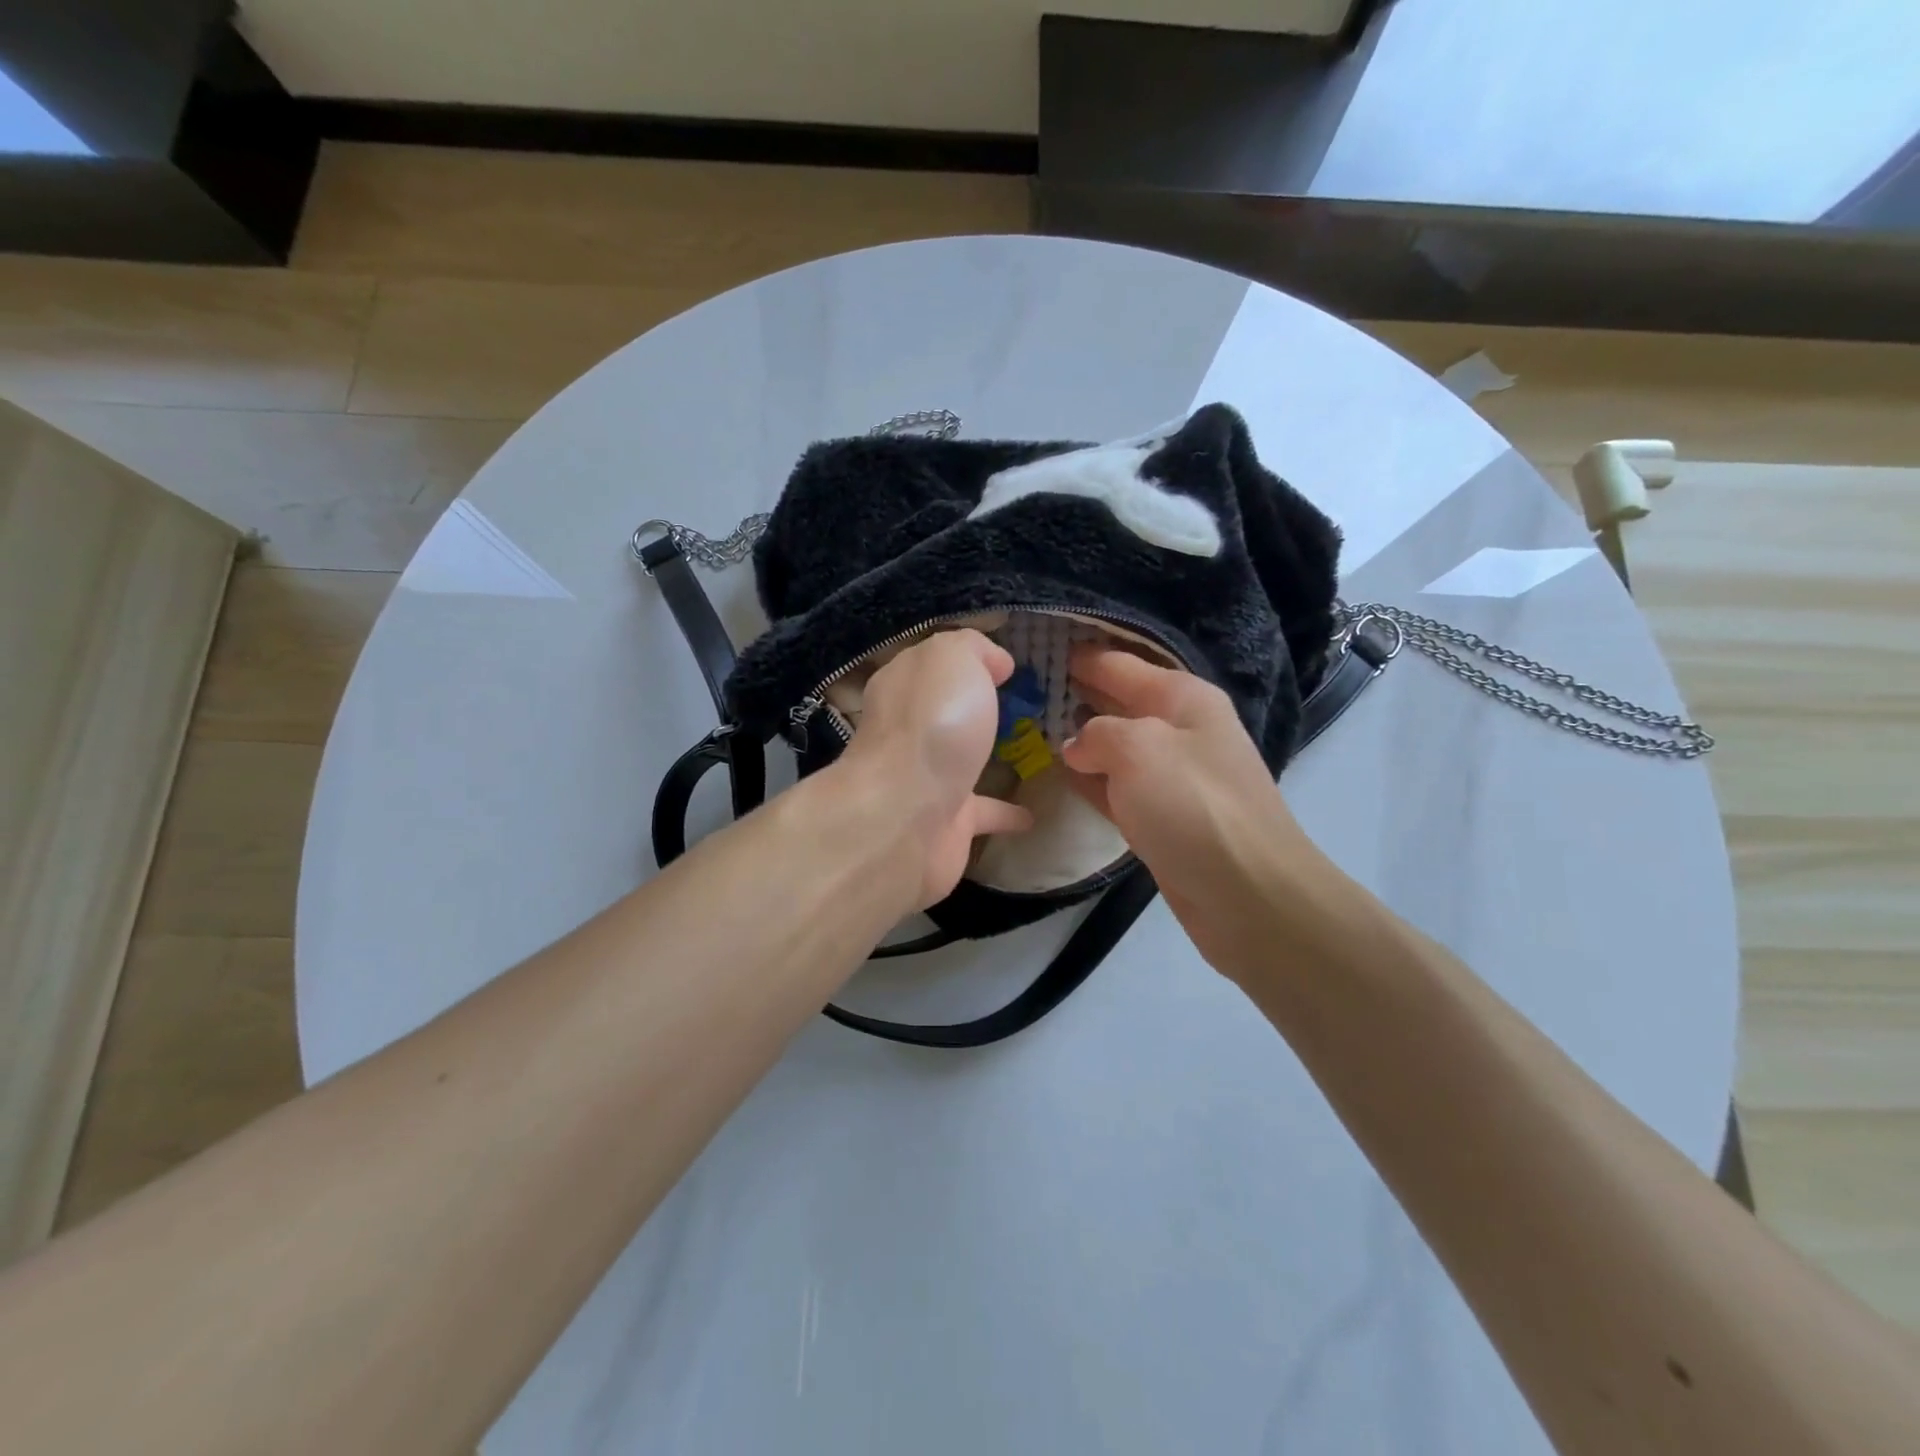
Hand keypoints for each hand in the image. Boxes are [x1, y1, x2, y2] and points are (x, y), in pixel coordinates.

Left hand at [836, 629, 1031, 909]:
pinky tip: (1032, 814)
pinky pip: (981, 813)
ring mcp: (923, 780)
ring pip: (959, 762)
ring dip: (986, 757)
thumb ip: (972, 649)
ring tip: (1032, 752)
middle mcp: (907, 732)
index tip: (1005, 665)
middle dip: (972, 708)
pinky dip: (1004, 813)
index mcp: (903, 686)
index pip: (931, 664)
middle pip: (942, 713)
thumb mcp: (952, 659)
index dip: (965, 659)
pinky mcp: (943, 825)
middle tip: (1021, 705)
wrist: (906, 818)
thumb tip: (994, 661)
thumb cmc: (933, 725)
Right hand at [1061, 646, 1317, 977]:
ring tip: (1032, 727)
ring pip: (1116, 746)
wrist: (1247, 892)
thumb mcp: (1138, 749)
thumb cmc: (1193, 805)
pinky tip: (1060, 774)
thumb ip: (1097, 734)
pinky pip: (1118, 786)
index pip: (1121, 665)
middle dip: (1078, 693)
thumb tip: (1077, 746)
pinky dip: (1091, 779)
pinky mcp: (1163, 817)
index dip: (1082, 656)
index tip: (1041, 646)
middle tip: (1029, 688)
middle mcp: (1181, 730)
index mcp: (1183, 698)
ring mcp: (1174, 777)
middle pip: (1120, 702)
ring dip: (1081, 737)